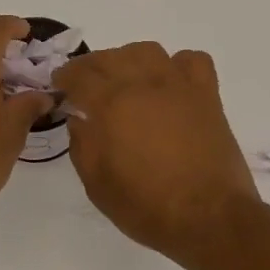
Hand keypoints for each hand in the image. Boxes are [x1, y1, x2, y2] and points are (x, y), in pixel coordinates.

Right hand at [54, 42, 261, 256]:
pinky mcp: (207, 95)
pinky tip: (170, 82)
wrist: (210, 218)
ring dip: (128, 58)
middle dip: (91, 66)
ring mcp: (178, 86)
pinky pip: (192, 61)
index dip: (65, 77)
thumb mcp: (97, 186)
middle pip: (110, 57)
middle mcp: (143, 84)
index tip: (59, 85)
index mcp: (111, 105)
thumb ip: (82, 146)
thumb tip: (79, 120)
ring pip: (147, 51)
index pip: (79, 75)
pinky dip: (177, 64)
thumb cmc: (148, 207)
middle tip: (85, 83)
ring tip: (124, 77)